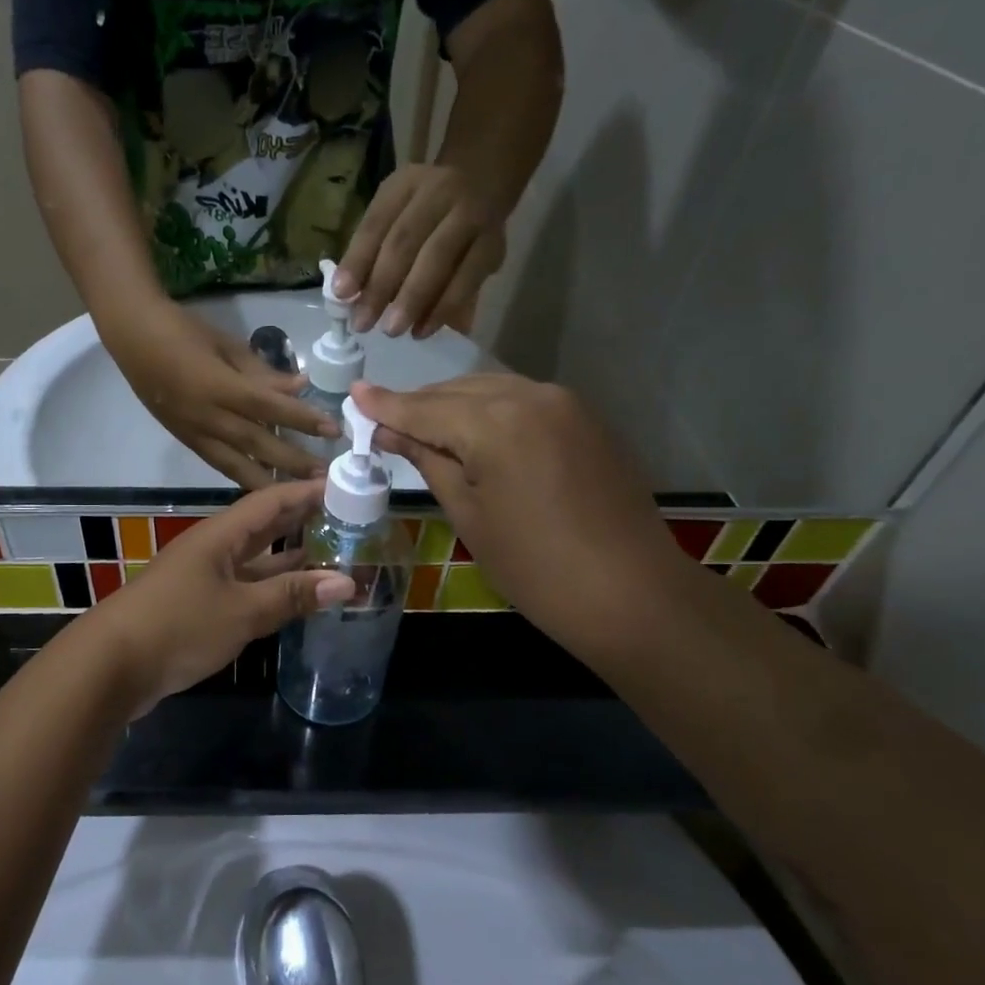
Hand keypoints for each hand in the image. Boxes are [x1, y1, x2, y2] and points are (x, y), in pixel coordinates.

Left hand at [90, 480, 354, 711]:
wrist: (111, 666)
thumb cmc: (179, 625)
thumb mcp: (242, 610)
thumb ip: (292, 595)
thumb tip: (347, 581)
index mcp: (220, 535)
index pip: (271, 501)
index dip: (307, 491)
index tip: (346, 485)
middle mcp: (213, 549)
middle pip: (264, 526)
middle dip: (303, 519)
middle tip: (349, 517)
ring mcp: (204, 578)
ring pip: (255, 559)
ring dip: (291, 558)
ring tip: (334, 554)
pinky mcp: (199, 607)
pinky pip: (245, 588)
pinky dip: (272, 589)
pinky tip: (296, 597)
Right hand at [103, 300, 338, 487]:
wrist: (132, 338)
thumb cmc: (182, 331)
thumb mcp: (226, 344)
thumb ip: (263, 372)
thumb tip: (299, 388)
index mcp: (218, 386)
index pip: (269, 407)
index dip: (302, 419)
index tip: (333, 430)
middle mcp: (207, 416)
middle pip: (256, 443)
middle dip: (292, 462)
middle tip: (324, 477)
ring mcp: (194, 432)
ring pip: (235, 465)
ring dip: (269, 481)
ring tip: (297, 495)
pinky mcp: (185, 440)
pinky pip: (218, 464)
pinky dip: (241, 476)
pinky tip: (262, 486)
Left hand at [333, 162, 504, 339]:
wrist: (484, 184)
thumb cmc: (424, 211)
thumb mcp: (395, 215)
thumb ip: (373, 250)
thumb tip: (348, 298)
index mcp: (405, 184)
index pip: (376, 222)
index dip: (358, 259)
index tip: (341, 295)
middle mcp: (440, 192)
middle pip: (405, 241)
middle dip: (381, 286)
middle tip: (363, 323)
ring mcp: (471, 216)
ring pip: (438, 259)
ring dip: (412, 299)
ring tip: (392, 330)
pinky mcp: (494, 245)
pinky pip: (467, 279)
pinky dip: (443, 308)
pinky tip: (423, 330)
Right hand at [350, 376, 687, 651]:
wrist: (630, 593)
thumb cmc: (534, 566)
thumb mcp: (468, 515)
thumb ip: (428, 462)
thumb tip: (390, 433)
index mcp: (495, 422)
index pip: (424, 408)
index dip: (385, 404)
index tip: (354, 393)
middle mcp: (530, 396)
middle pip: (457, 391)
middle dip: (418, 404)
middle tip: (383, 418)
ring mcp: (565, 404)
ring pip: (492, 390)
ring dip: (454, 405)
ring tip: (424, 426)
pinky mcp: (586, 419)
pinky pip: (523, 401)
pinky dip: (491, 410)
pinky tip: (475, 432)